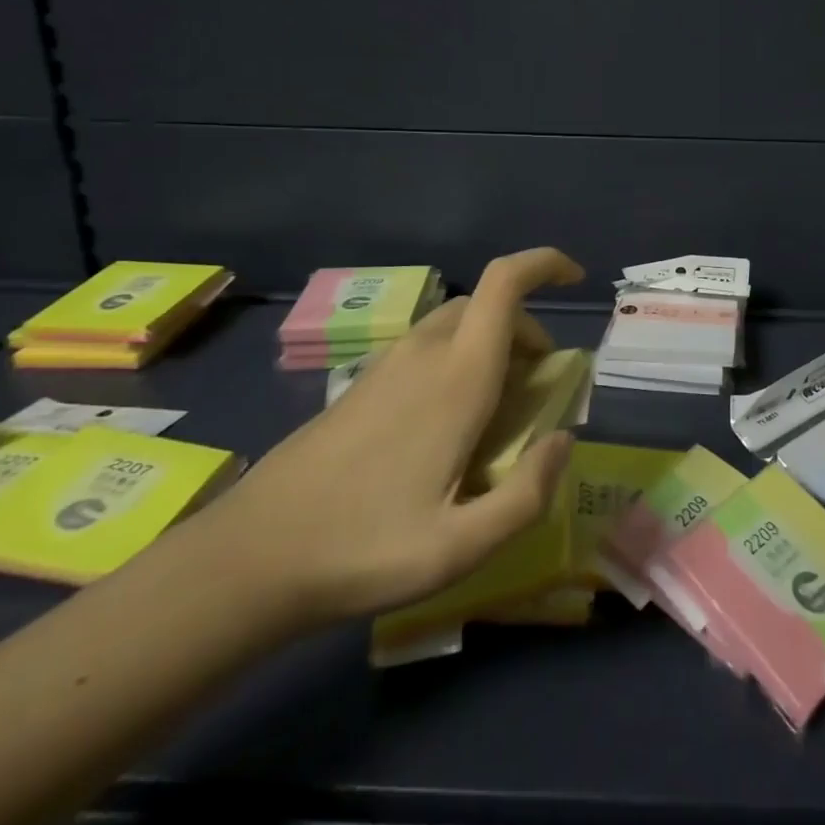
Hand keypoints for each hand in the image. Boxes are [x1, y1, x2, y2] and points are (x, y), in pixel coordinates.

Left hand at [196, 247, 583, 633]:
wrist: (247, 560)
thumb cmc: (362, 549)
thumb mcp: (460, 546)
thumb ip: (527, 494)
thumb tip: (564, 440)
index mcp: (457, 376)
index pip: (505, 282)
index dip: (545, 264)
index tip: (576, 279)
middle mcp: (424, 353)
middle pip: (488, 304)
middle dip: (527, 329)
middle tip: (539, 386)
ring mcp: (387, 365)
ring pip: (457, 324)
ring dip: (493, 344)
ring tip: (498, 409)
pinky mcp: (362, 384)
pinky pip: (428, 347)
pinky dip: (459, 360)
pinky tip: (448, 425)